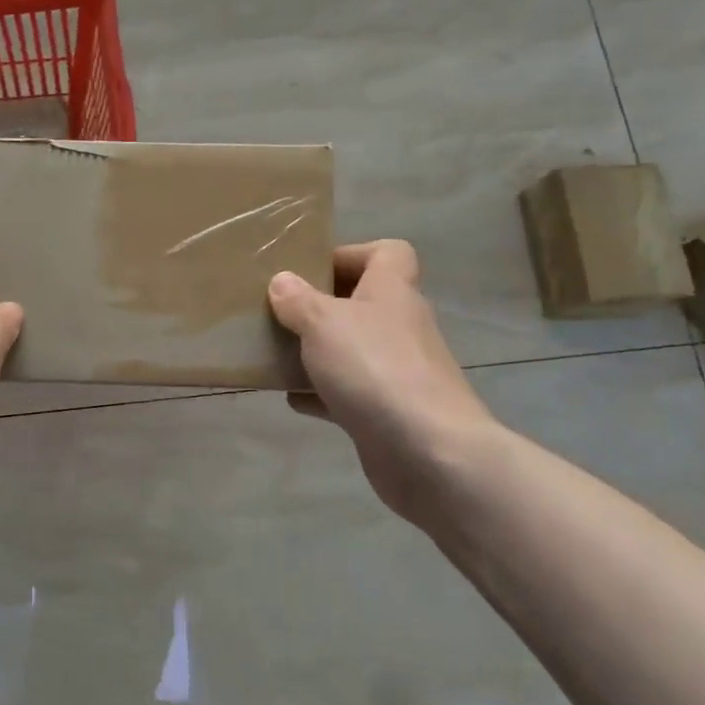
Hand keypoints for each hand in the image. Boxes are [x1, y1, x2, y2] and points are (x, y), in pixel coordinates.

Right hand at [268, 240, 496, 522]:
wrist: (428, 451)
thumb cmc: (374, 368)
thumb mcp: (323, 322)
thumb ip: (298, 300)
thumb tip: (282, 281)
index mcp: (392, 292)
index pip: (388, 253)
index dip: (352, 253)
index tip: (311, 268)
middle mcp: (399, 326)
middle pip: (364, 302)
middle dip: (322, 306)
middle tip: (281, 311)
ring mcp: (397, 371)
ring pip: (352, 349)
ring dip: (317, 351)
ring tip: (276, 353)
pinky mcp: (388, 411)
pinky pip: (348, 392)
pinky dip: (321, 393)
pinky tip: (292, 398)